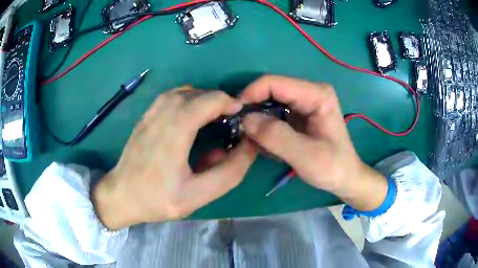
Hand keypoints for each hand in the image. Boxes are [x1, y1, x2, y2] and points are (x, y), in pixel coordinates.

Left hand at [93, 87, 257, 229]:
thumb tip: (248, 146)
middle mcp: (160, 117)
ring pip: (181, 92)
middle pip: (195, 93)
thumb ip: (229, 172)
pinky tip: (190, 115)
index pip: (205, 101)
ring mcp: (149, 114)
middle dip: (217, 100)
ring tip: (213, 114)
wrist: (120, 196)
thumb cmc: (157, 199)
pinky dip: (186, 98)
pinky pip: (169, 97)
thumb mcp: (198, 195)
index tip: (240, 114)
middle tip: (230, 117)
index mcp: (173, 135)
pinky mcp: (144, 117)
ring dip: (202, 98)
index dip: (227, 102)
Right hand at [240, 75, 386, 210]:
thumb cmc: (332, 167)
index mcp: (316, 94)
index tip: (234, 115)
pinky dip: (264, 127)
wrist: (344, 178)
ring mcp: (303, 103)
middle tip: (239, 130)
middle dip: (252, 108)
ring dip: (257, 120)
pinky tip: (264, 143)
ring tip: (251, 140)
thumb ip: (276, 137)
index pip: (274, 83)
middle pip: (270, 91)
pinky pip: (273, 114)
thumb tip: (246, 120)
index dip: (251, 94)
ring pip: (269, 103)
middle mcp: (309, 93)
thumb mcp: (306, 155)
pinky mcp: (298, 115)